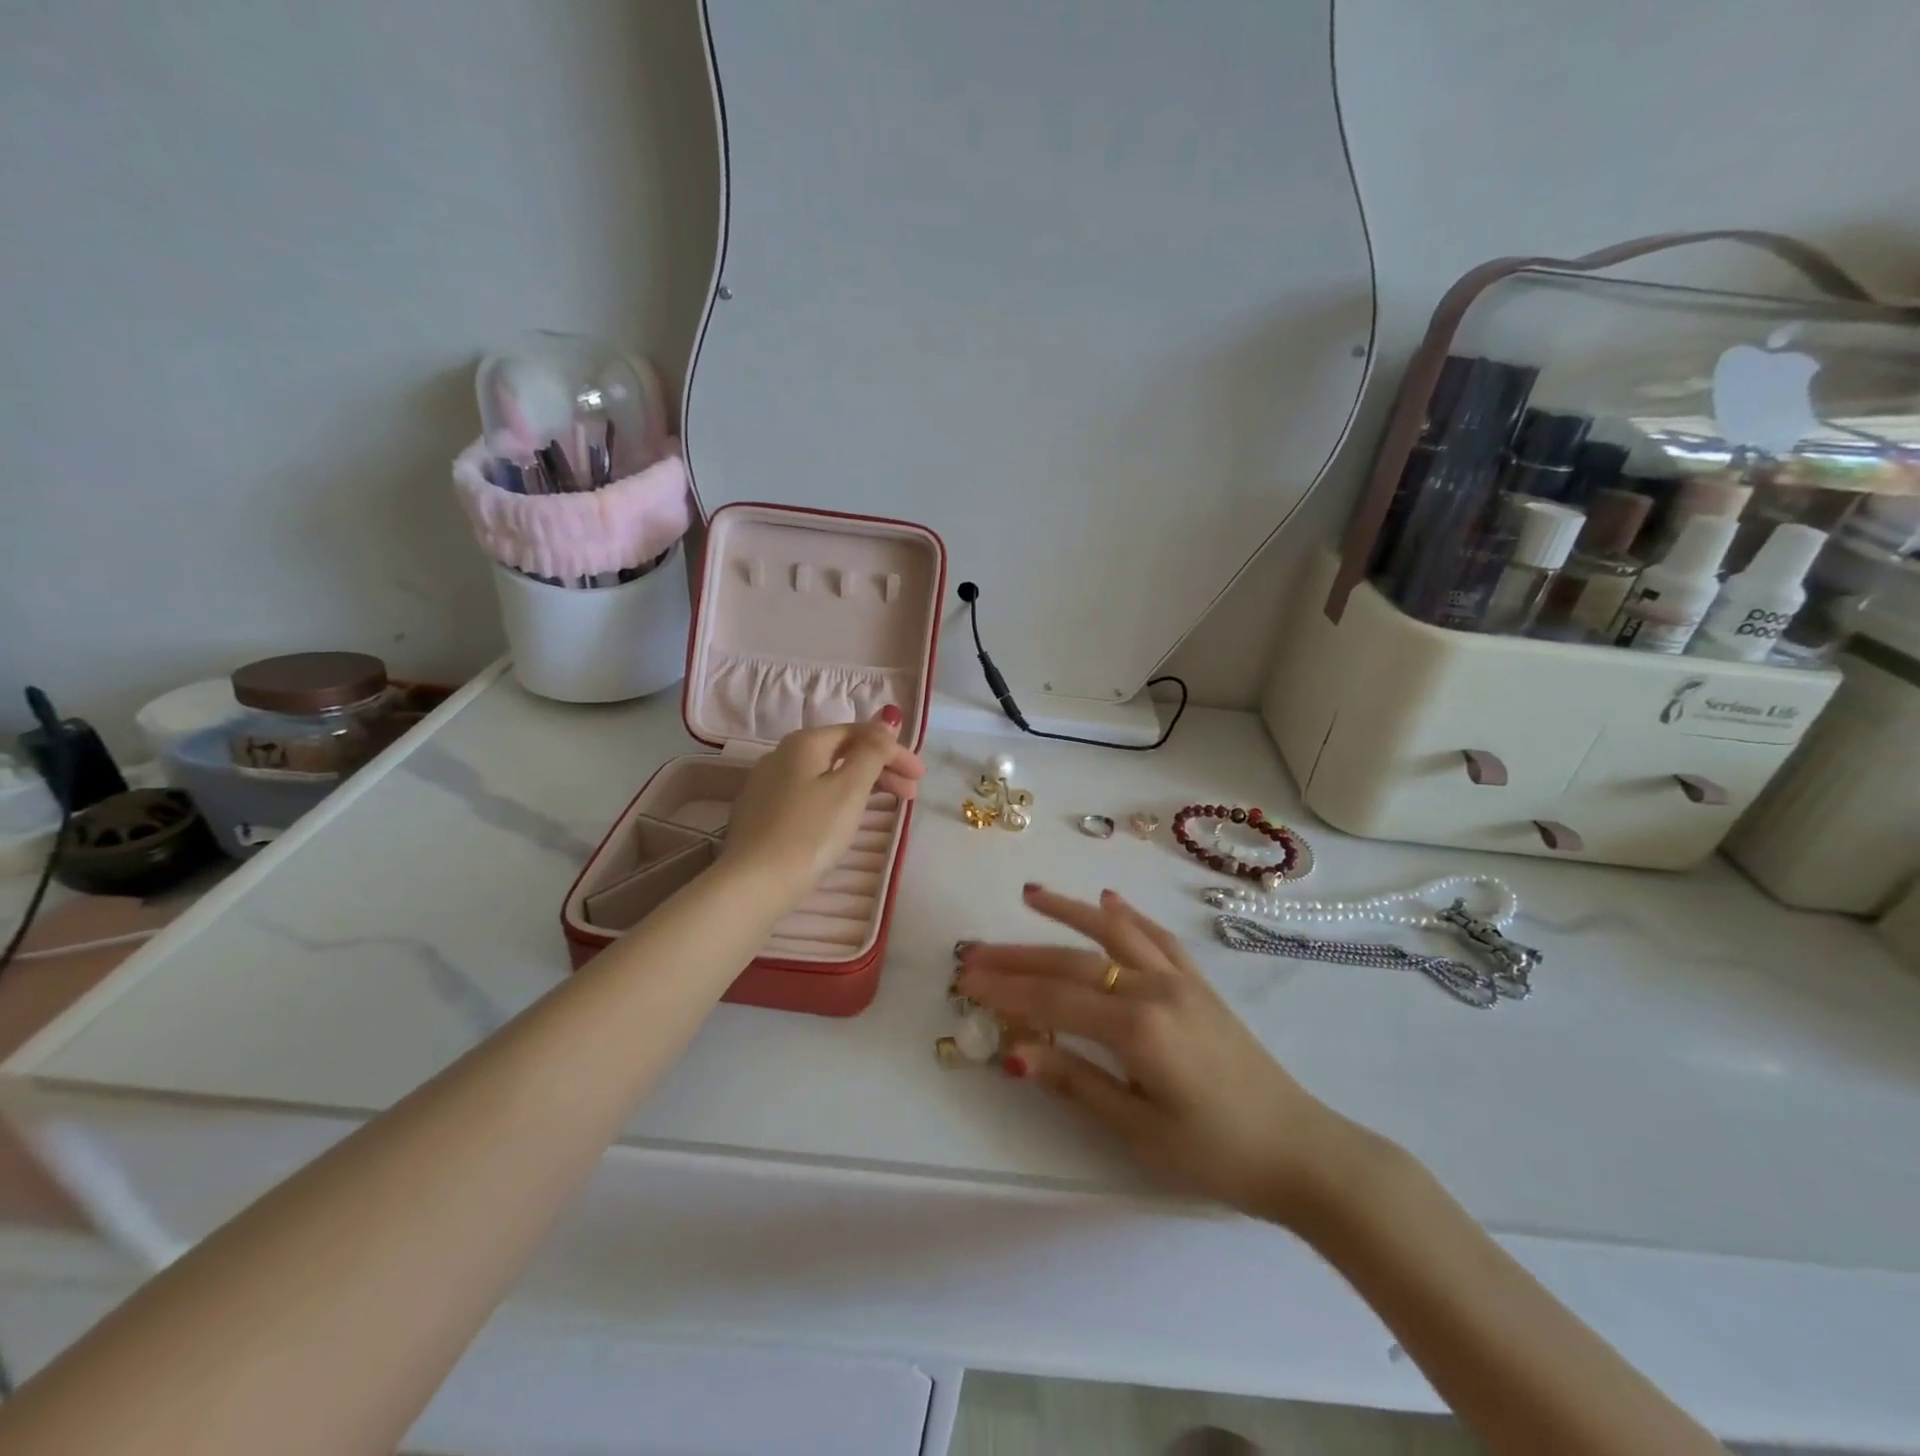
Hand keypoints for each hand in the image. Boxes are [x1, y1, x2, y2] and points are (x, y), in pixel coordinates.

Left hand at [722, 709, 925, 905]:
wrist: (753, 884)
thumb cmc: (810, 833)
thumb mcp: (850, 788)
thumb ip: (872, 751)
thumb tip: (885, 720)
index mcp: (804, 742)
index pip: (859, 733)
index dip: (894, 750)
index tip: (920, 776)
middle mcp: (781, 755)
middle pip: (841, 752)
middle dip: (880, 768)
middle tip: (910, 794)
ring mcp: (767, 785)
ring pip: (824, 774)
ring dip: (860, 785)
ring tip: (885, 807)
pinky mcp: (761, 814)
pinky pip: (808, 794)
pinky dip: (835, 799)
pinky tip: (844, 819)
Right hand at [955, 885, 1374, 1227]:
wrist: (1300, 1150)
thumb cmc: (1216, 1153)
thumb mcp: (1138, 1130)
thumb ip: (1075, 1080)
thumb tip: (1013, 1052)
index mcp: (1138, 1027)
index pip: (1055, 998)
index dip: (1006, 988)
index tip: (965, 978)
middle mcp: (1156, 988)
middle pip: (1074, 961)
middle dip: (1019, 956)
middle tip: (974, 950)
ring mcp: (1181, 980)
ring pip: (1114, 932)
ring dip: (1069, 911)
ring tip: (1030, 895)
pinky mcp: (1199, 983)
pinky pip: (1157, 937)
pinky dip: (1128, 916)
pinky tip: (1109, 901)